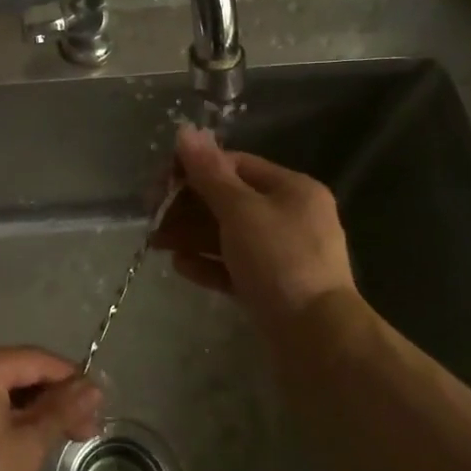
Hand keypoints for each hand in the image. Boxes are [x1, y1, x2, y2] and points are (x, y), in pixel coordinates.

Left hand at [0, 344, 101, 470]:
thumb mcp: (27, 447)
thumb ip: (61, 410)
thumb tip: (93, 386)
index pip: (36, 360)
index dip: (72, 382)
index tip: (98, 410)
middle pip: (16, 370)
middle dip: (51, 398)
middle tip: (83, 431)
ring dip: (28, 409)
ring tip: (56, 439)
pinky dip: (2, 414)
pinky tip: (21, 440)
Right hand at [153, 125, 361, 325]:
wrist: (317, 339)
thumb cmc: (279, 261)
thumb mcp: (240, 211)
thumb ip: (209, 173)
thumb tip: (186, 131)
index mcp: (291, 189)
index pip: (234, 165)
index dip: (194, 169)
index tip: (160, 184)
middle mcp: (290, 216)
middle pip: (228, 201)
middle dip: (187, 207)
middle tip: (153, 219)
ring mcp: (283, 254)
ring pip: (228, 235)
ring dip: (190, 235)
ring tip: (156, 244)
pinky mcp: (273, 287)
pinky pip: (234, 266)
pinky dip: (208, 263)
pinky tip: (180, 267)